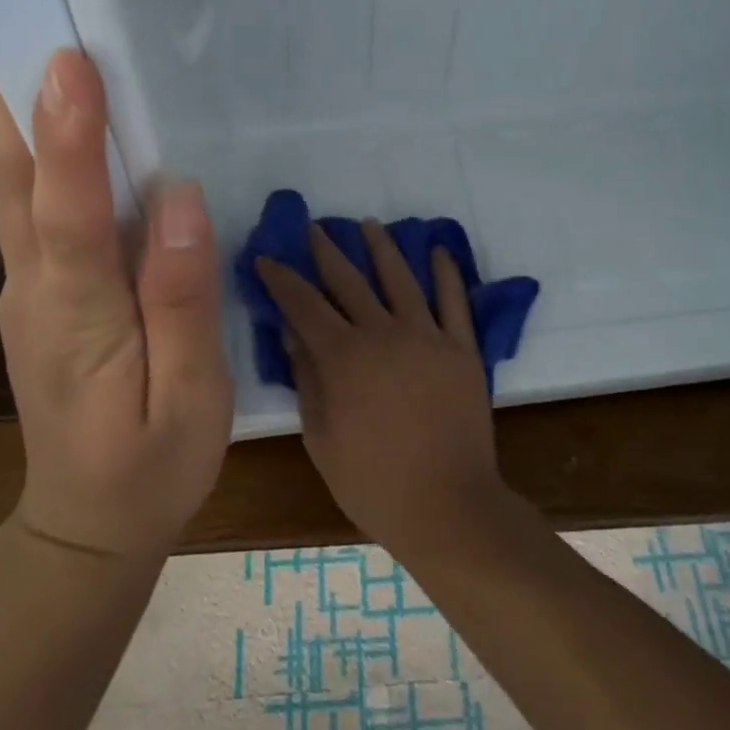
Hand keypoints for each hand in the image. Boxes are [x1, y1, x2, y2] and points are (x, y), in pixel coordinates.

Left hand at [0, 48, 231, 558]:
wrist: (85, 525)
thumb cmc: (150, 466)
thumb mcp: (191, 397)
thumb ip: (182, 297)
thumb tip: (180, 199)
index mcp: (79, 316)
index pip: (68, 212)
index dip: (69, 136)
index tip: (70, 62)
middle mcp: (36, 288)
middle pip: (15, 181)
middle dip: (13, 96)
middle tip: (22, 14)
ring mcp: (28, 287)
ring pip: (15, 188)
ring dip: (17, 113)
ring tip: (33, 40)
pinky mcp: (39, 290)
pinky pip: (33, 208)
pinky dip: (39, 152)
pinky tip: (64, 119)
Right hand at [256, 222, 505, 555]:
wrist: (447, 506)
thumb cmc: (373, 482)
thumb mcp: (321, 437)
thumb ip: (307, 379)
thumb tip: (290, 332)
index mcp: (343, 357)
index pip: (303, 304)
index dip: (282, 278)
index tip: (267, 256)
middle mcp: (383, 333)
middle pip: (348, 280)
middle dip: (326, 250)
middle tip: (313, 226)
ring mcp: (427, 336)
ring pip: (400, 277)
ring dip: (382, 246)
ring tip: (368, 224)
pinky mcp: (462, 347)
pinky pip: (454, 300)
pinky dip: (446, 272)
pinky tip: (438, 250)